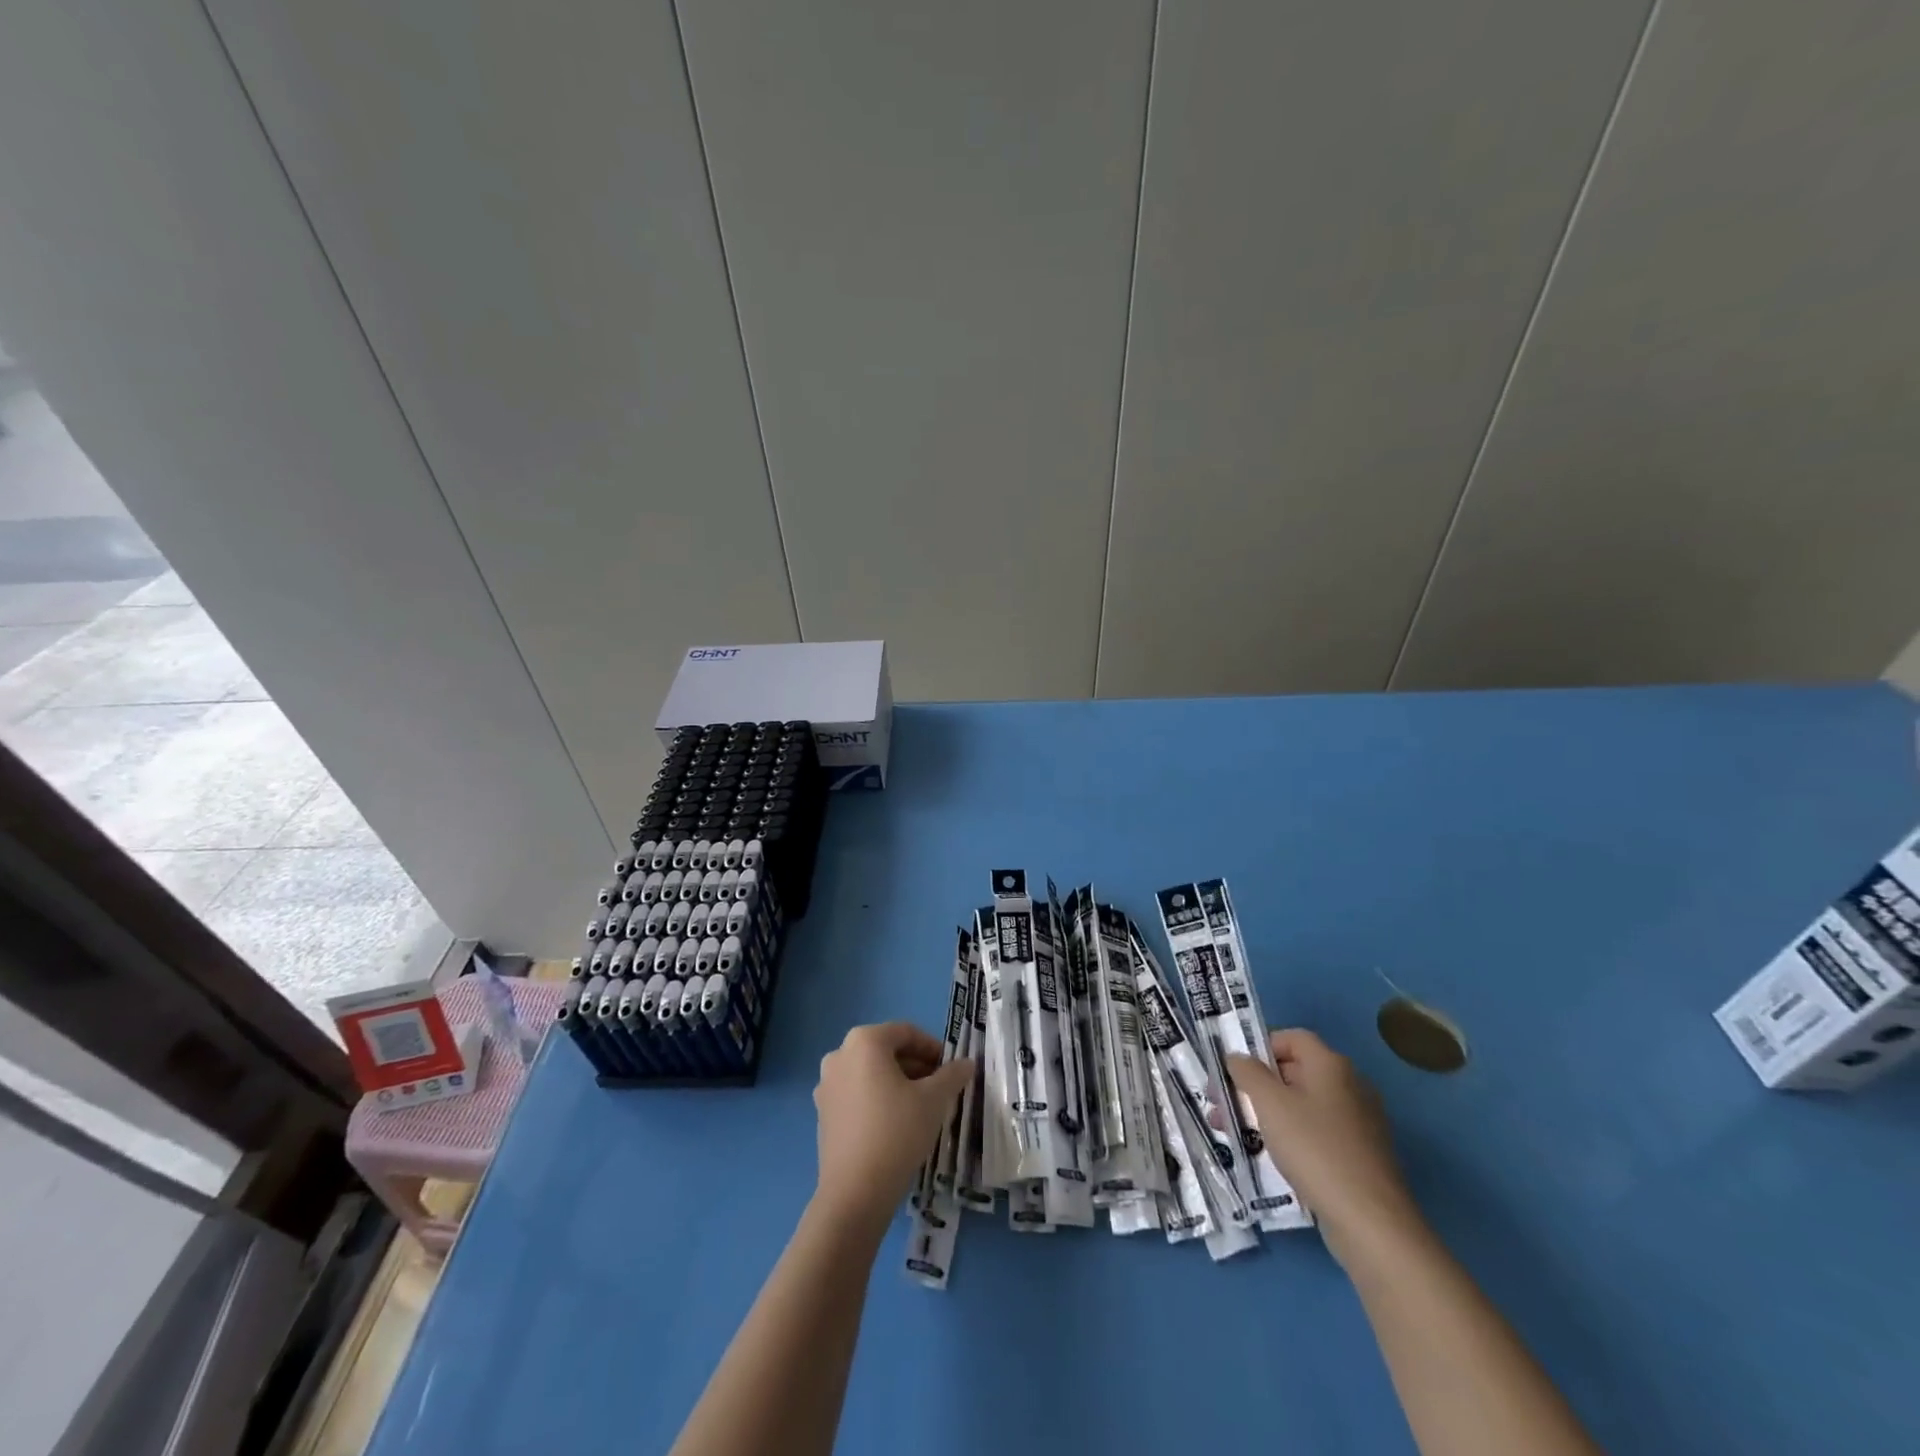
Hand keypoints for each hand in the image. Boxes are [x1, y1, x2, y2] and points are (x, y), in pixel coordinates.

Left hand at [812, 1022, 973, 1231]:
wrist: (855, 1192)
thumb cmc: (897, 1132)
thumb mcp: (934, 1100)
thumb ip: (952, 1075)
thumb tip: (966, 1063)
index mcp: (864, 1041)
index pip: (906, 1032)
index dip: (933, 1048)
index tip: (951, 1069)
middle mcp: (839, 1054)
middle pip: (886, 1051)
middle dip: (916, 1066)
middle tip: (940, 1088)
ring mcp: (826, 1085)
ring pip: (871, 1073)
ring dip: (898, 1083)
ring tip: (921, 1107)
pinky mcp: (823, 1113)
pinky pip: (856, 1094)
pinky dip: (878, 1099)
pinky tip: (896, 1124)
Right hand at [1227, 1029, 1422, 1268]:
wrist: (1371, 1222)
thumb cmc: (1315, 1149)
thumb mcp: (1269, 1103)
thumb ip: (1247, 1072)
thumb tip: (1237, 1058)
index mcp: (1331, 1065)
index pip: (1291, 1038)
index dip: (1260, 1048)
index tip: (1235, 1072)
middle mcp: (1350, 1086)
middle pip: (1295, 1072)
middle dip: (1256, 1086)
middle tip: (1224, 1107)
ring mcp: (1360, 1123)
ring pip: (1304, 1106)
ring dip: (1268, 1114)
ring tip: (1238, 1136)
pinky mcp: (1362, 1156)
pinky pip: (1318, 1133)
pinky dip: (1292, 1138)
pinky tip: (1272, 1159)